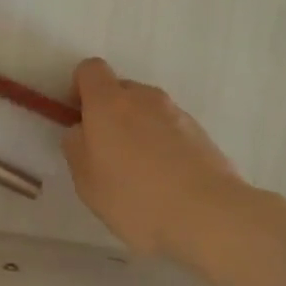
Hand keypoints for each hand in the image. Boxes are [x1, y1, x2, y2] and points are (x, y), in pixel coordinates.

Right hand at [64, 58, 245, 259]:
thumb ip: (77, 148)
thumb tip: (81, 131)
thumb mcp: (87, 182)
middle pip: (120, 90)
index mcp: (109, 102)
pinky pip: (170, 129)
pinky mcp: (201, 132)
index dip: (80, 88)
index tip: (80, 118)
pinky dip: (163, 145)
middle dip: (110, 114)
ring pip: (147, 111)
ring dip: (138, 130)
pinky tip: (166, 181)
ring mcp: (177, 113)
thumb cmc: (135, 198)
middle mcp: (144, 97)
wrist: (208, 215)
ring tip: (141, 174)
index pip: (90, 70)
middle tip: (108, 154)